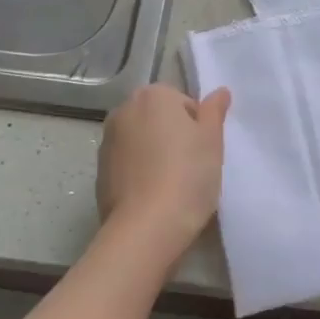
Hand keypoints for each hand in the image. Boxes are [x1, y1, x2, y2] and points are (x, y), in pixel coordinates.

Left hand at [95, 84, 231, 272]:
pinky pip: (127, 164)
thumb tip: (220, 91)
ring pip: (141, 141)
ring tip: (172, 184)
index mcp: (153, 95)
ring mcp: (107, 141)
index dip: (198, 126)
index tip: (203, 151)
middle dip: (173, 136)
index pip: (183, 102)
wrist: (146, 227)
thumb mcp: (212, 140)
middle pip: (159, 118)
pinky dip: (139, 173)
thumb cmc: (187, 175)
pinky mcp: (99, 171)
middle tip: (192, 166)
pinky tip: (153, 196)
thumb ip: (214, 111)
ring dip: (155, 154)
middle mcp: (124, 110)